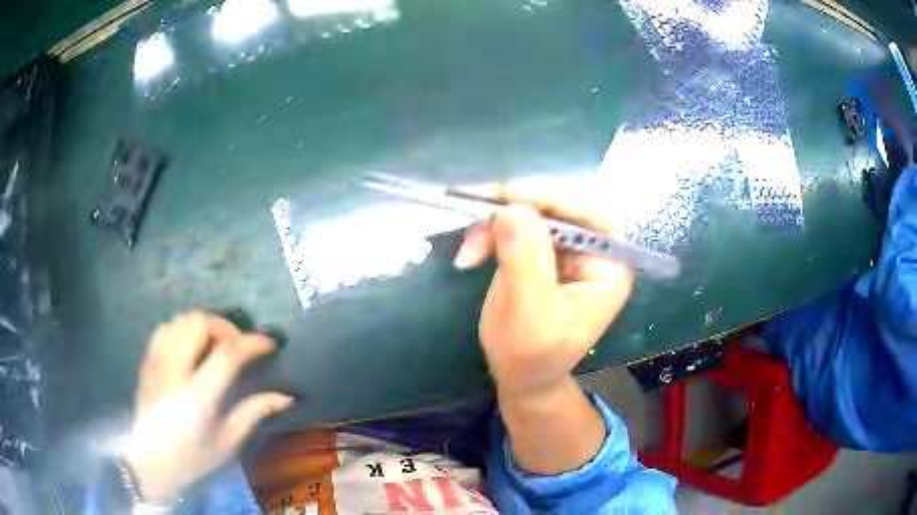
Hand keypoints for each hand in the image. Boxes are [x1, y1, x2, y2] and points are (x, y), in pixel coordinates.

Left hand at [123, 311, 293, 504]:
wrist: (148, 462)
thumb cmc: (191, 459)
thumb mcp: (227, 443)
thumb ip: (253, 413)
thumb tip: (285, 397)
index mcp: (198, 397)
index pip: (227, 354)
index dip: (251, 342)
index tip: (268, 343)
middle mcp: (174, 371)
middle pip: (199, 323)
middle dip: (225, 326)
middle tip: (237, 345)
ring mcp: (157, 362)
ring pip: (180, 320)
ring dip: (203, 326)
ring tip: (215, 346)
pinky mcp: (147, 361)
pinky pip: (165, 328)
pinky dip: (182, 329)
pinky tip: (190, 348)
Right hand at [454, 182, 633, 400]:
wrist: (520, 375)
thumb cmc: (532, 356)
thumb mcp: (530, 313)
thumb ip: (526, 261)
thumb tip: (513, 208)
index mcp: (609, 266)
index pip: (591, 216)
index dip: (553, 199)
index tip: (509, 195)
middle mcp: (592, 251)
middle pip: (558, 208)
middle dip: (515, 210)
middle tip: (477, 210)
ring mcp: (565, 250)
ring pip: (531, 213)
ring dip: (494, 224)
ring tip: (468, 250)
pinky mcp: (540, 251)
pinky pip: (514, 226)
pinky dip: (489, 233)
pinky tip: (470, 254)